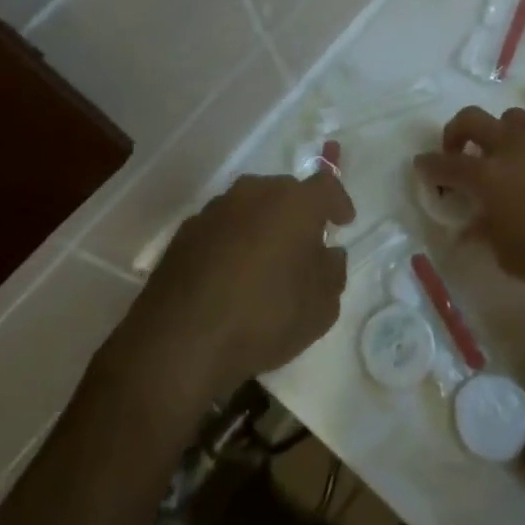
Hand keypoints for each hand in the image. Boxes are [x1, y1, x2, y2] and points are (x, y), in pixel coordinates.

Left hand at [116, 173, 354, 405]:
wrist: (181, 339)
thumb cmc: (266, 316)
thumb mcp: (322, 306)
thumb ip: (333, 271)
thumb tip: (328, 254)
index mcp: (295, 202)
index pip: (326, 185)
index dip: (338, 201)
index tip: (343, 222)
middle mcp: (255, 192)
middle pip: (285, 192)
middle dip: (298, 213)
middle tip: (305, 245)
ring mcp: (215, 209)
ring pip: (250, 207)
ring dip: (262, 226)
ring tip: (266, 262)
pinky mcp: (185, 232)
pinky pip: (222, 228)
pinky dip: (232, 242)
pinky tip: (231, 275)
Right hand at [415, 107, 524, 296]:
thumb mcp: (513, 259)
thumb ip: (488, 235)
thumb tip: (473, 225)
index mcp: (490, 176)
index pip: (446, 164)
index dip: (429, 165)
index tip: (422, 166)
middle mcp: (514, 147)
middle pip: (472, 119)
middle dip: (456, 131)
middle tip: (458, 151)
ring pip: (513, 120)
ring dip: (503, 136)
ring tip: (511, 160)